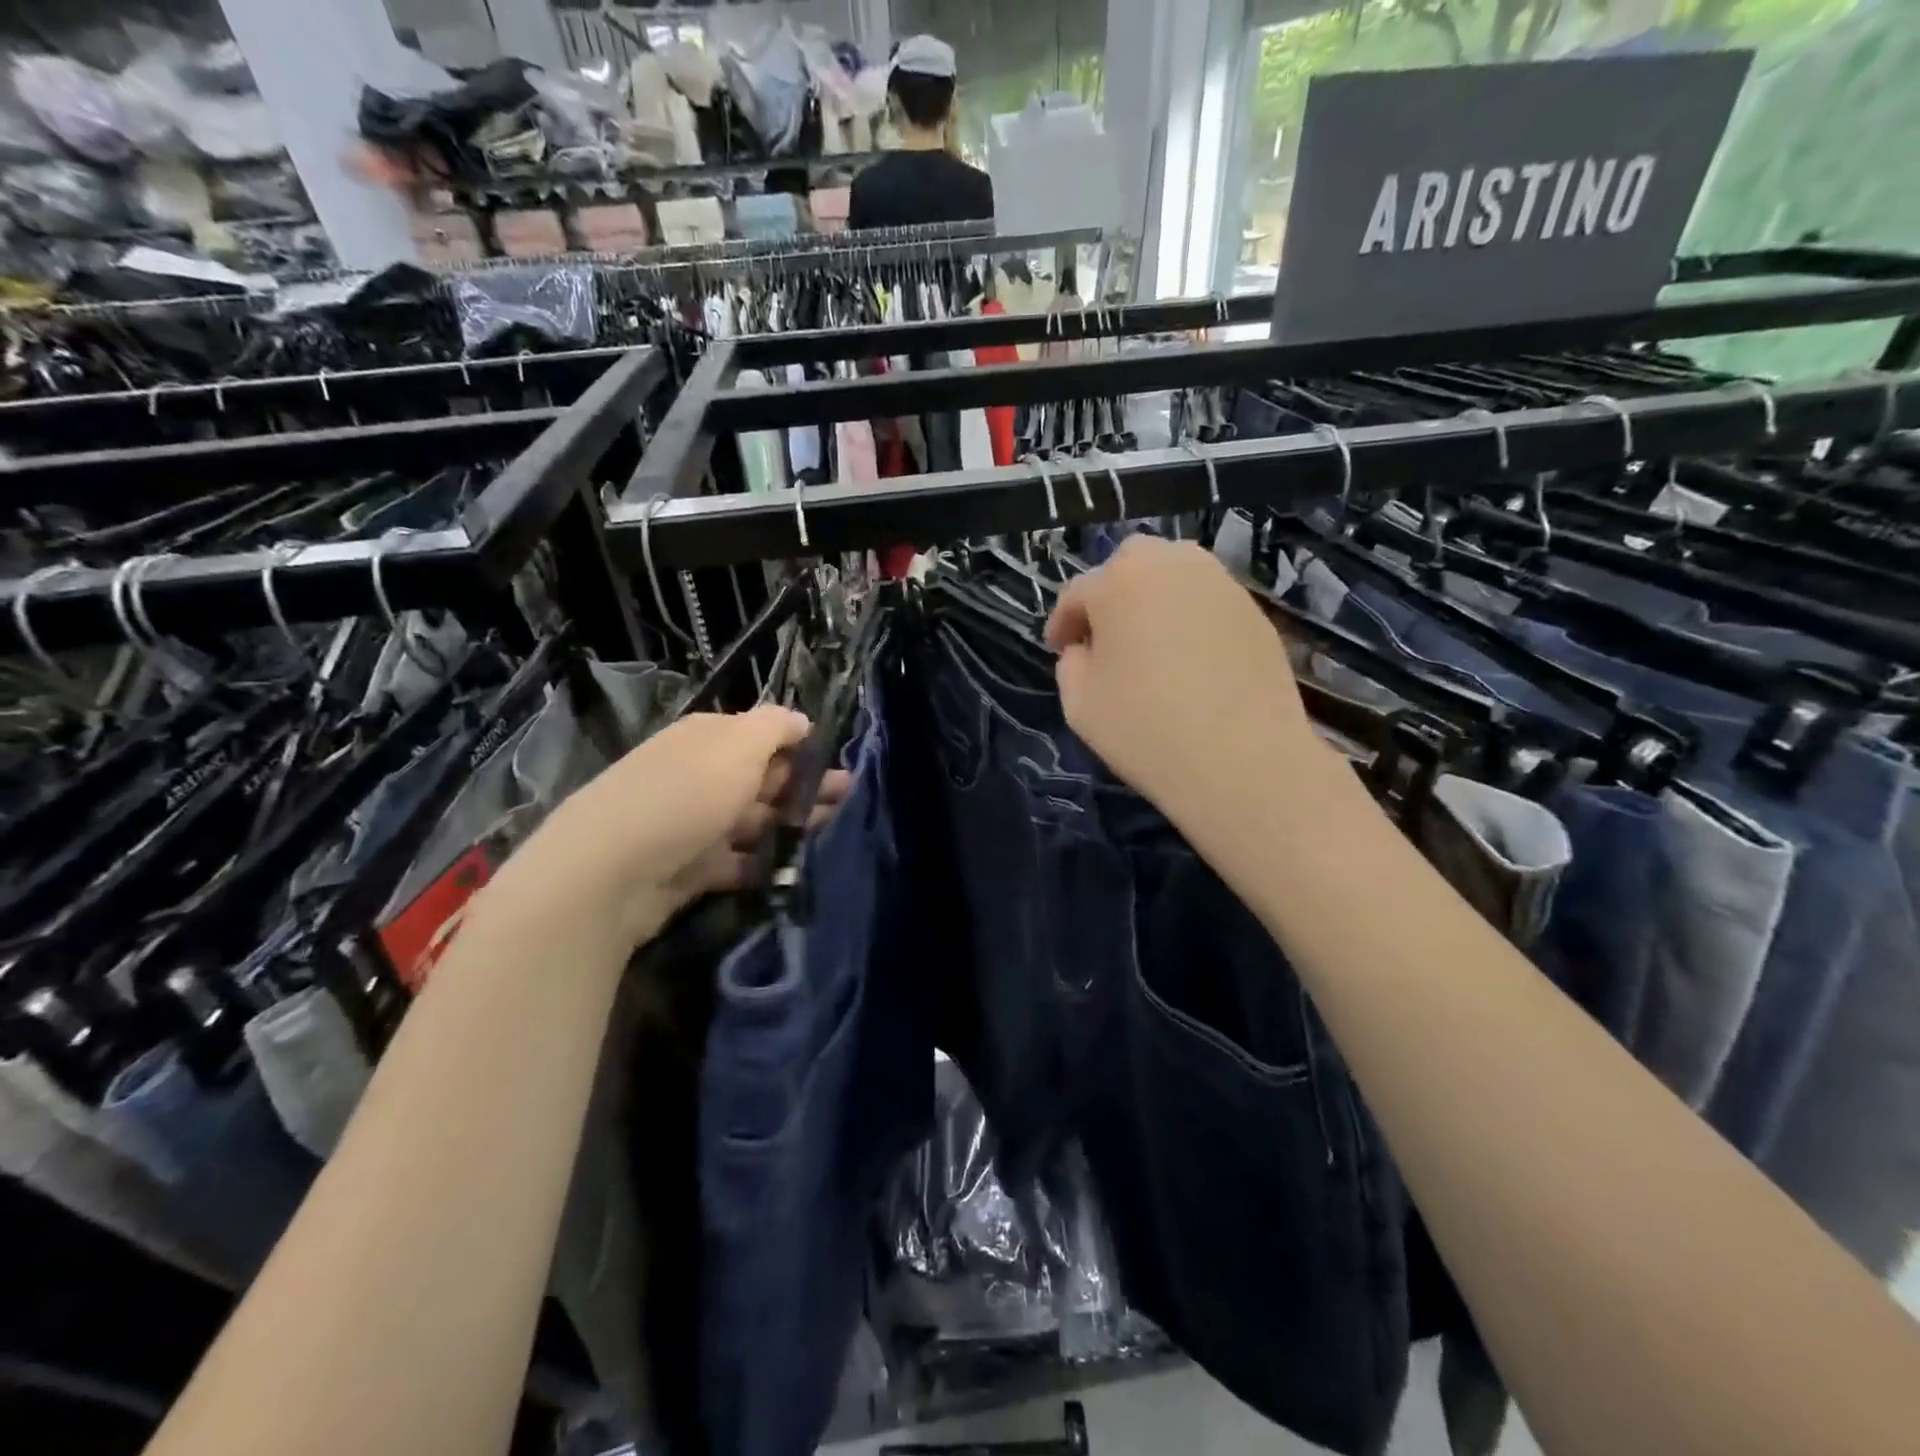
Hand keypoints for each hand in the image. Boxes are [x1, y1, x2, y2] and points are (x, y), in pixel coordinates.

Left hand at [489, 707, 851, 950]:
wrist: (611, 871)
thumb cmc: (685, 795)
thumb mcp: (738, 745)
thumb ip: (775, 726)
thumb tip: (801, 720)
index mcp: (707, 738)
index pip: (762, 736)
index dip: (801, 748)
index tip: (837, 764)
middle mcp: (698, 775)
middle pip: (760, 778)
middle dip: (804, 788)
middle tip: (846, 801)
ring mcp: (691, 823)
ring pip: (751, 821)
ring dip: (789, 825)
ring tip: (828, 833)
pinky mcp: (687, 868)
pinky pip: (734, 862)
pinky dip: (760, 864)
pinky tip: (789, 869)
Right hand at [1045, 535, 1316, 815]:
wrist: (1243, 761)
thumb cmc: (1146, 729)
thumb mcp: (1080, 704)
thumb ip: (1071, 664)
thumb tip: (1085, 650)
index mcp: (1119, 582)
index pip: (1078, 592)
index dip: (1063, 622)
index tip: (1059, 649)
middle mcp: (1172, 566)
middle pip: (1132, 564)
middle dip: (1112, 593)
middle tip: (1107, 636)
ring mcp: (1221, 585)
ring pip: (1176, 574)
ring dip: (1155, 599)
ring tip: (1150, 643)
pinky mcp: (1256, 612)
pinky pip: (1209, 603)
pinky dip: (1192, 619)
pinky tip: (1191, 661)